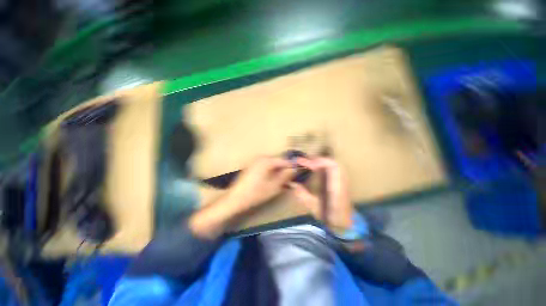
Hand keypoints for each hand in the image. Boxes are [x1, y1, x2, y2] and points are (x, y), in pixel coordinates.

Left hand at [190, 157, 293, 238]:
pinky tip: (273, 180)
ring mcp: (255, 161)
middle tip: (292, 178)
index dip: (293, 165)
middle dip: (285, 168)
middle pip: (278, 161)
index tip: (300, 170)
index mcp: (267, 161)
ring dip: (279, 170)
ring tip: (283, 181)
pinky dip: (271, 171)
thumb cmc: (256, 193)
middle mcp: (261, 157)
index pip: (284, 160)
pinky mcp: (252, 166)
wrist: (235, 199)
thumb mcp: (274, 186)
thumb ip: (285, 176)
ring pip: (272, 164)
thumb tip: (295, 168)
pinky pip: (266, 166)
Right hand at [289, 157, 353, 230]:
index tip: (305, 163)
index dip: (318, 162)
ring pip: (335, 165)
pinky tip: (317, 169)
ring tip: (310, 163)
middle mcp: (342, 183)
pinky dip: (325, 166)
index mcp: (336, 189)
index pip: (332, 168)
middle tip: (305, 161)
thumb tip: (292, 184)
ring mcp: (344, 182)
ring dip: (322, 162)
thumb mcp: (314, 207)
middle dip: (319, 160)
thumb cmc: (330, 219)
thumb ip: (302, 194)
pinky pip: (335, 169)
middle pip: (334, 163)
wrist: (346, 225)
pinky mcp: (343, 183)